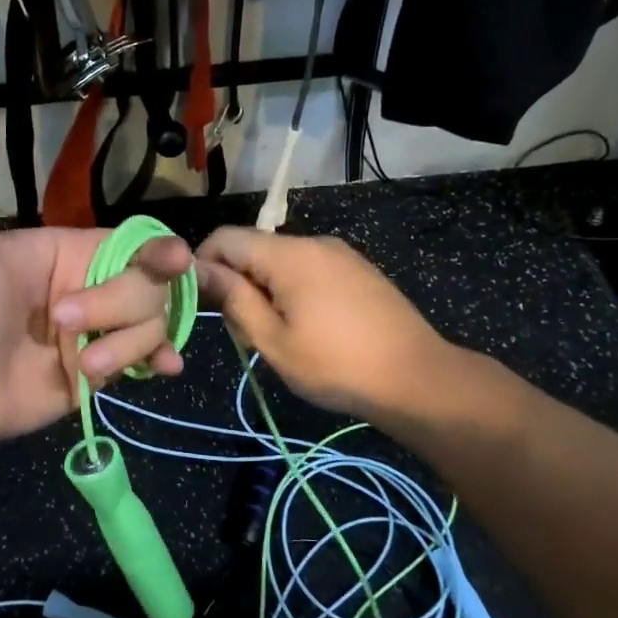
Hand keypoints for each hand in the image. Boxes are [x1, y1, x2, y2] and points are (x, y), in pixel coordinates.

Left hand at [0, 84, 192, 448]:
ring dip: (126, 348)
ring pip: (152, 326)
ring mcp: (96, 332)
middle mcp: (90, 288)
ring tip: (82, 366)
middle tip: (65, 326)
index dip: (159, 253)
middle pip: (150, 287)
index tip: (175, 263)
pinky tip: (160, 370)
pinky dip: (157, 362)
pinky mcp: (97, 374)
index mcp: (69, 251)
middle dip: (117, 308)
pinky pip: (144, 362)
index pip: (135, 244)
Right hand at [196, 227, 486, 425]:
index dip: (203, 264)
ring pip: (281, 262)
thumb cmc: (336, 365)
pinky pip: (309, 270)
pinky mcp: (358, 271)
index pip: (226, 238)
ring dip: (264, 290)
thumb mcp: (273, 340)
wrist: (417, 378)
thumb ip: (234, 300)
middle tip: (243, 332)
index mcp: (289, 254)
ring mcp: (341, 255)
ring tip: (276, 336)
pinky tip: (307, 328)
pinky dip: (292, 291)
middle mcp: (314, 242)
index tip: (203, 303)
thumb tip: (199, 270)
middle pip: (254, 249)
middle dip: (237, 283)